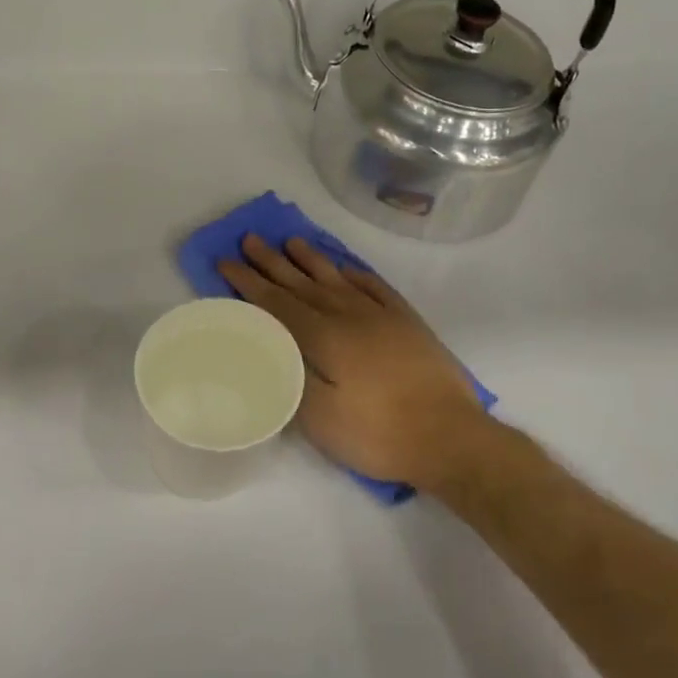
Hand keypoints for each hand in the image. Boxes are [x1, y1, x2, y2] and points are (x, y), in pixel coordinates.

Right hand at [217, 235, 490, 490]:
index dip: (249, 282)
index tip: (226, 261)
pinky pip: (375, 287)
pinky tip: (346, 269)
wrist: (450, 437)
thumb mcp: (321, 419)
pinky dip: (355, 274)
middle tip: (250, 240)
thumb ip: (291, 377)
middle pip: (303, 283)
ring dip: (311, 259)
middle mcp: (350, 315)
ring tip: (292, 242)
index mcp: (325, 337)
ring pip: (338, 278)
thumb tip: (270, 348)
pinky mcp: (408, 323)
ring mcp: (382, 316)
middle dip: (272, 262)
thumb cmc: (378, 434)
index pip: (277, 303)